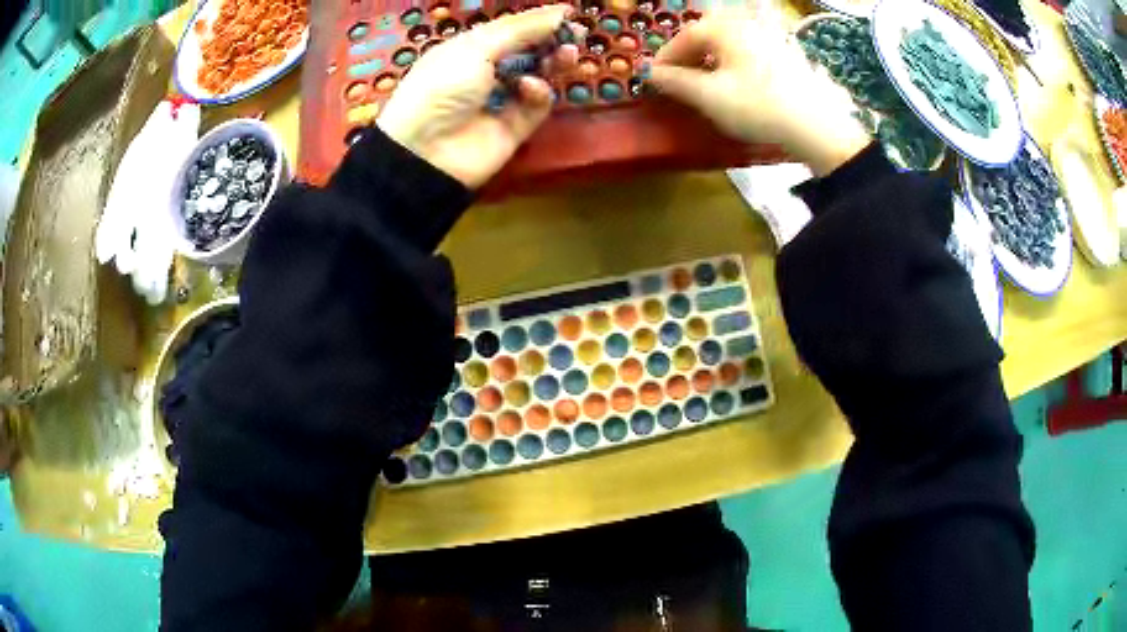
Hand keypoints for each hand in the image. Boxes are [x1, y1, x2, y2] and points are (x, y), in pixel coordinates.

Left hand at [377, 5, 578, 187]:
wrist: (425, 151)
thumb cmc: (442, 85)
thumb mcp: (477, 47)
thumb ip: (522, 29)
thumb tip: (560, 11)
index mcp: (470, 48)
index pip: (511, 30)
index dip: (538, 22)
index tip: (568, 15)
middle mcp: (486, 71)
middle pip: (528, 52)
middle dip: (551, 42)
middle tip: (577, 36)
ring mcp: (501, 100)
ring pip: (538, 77)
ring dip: (553, 63)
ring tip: (567, 55)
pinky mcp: (514, 127)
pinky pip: (536, 105)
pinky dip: (538, 93)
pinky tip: (530, 88)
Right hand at [649, 5, 869, 175]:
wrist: (818, 126)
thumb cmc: (759, 107)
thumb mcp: (710, 97)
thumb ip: (676, 82)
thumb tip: (651, 73)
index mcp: (725, 28)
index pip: (685, 36)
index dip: (667, 57)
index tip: (656, 78)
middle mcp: (748, 25)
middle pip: (709, 36)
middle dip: (690, 57)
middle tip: (680, 81)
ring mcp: (772, 38)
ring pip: (731, 45)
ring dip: (713, 61)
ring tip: (708, 85)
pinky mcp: (789, 56)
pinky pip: (752, 54)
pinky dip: (736, 66)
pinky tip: (740, 87)